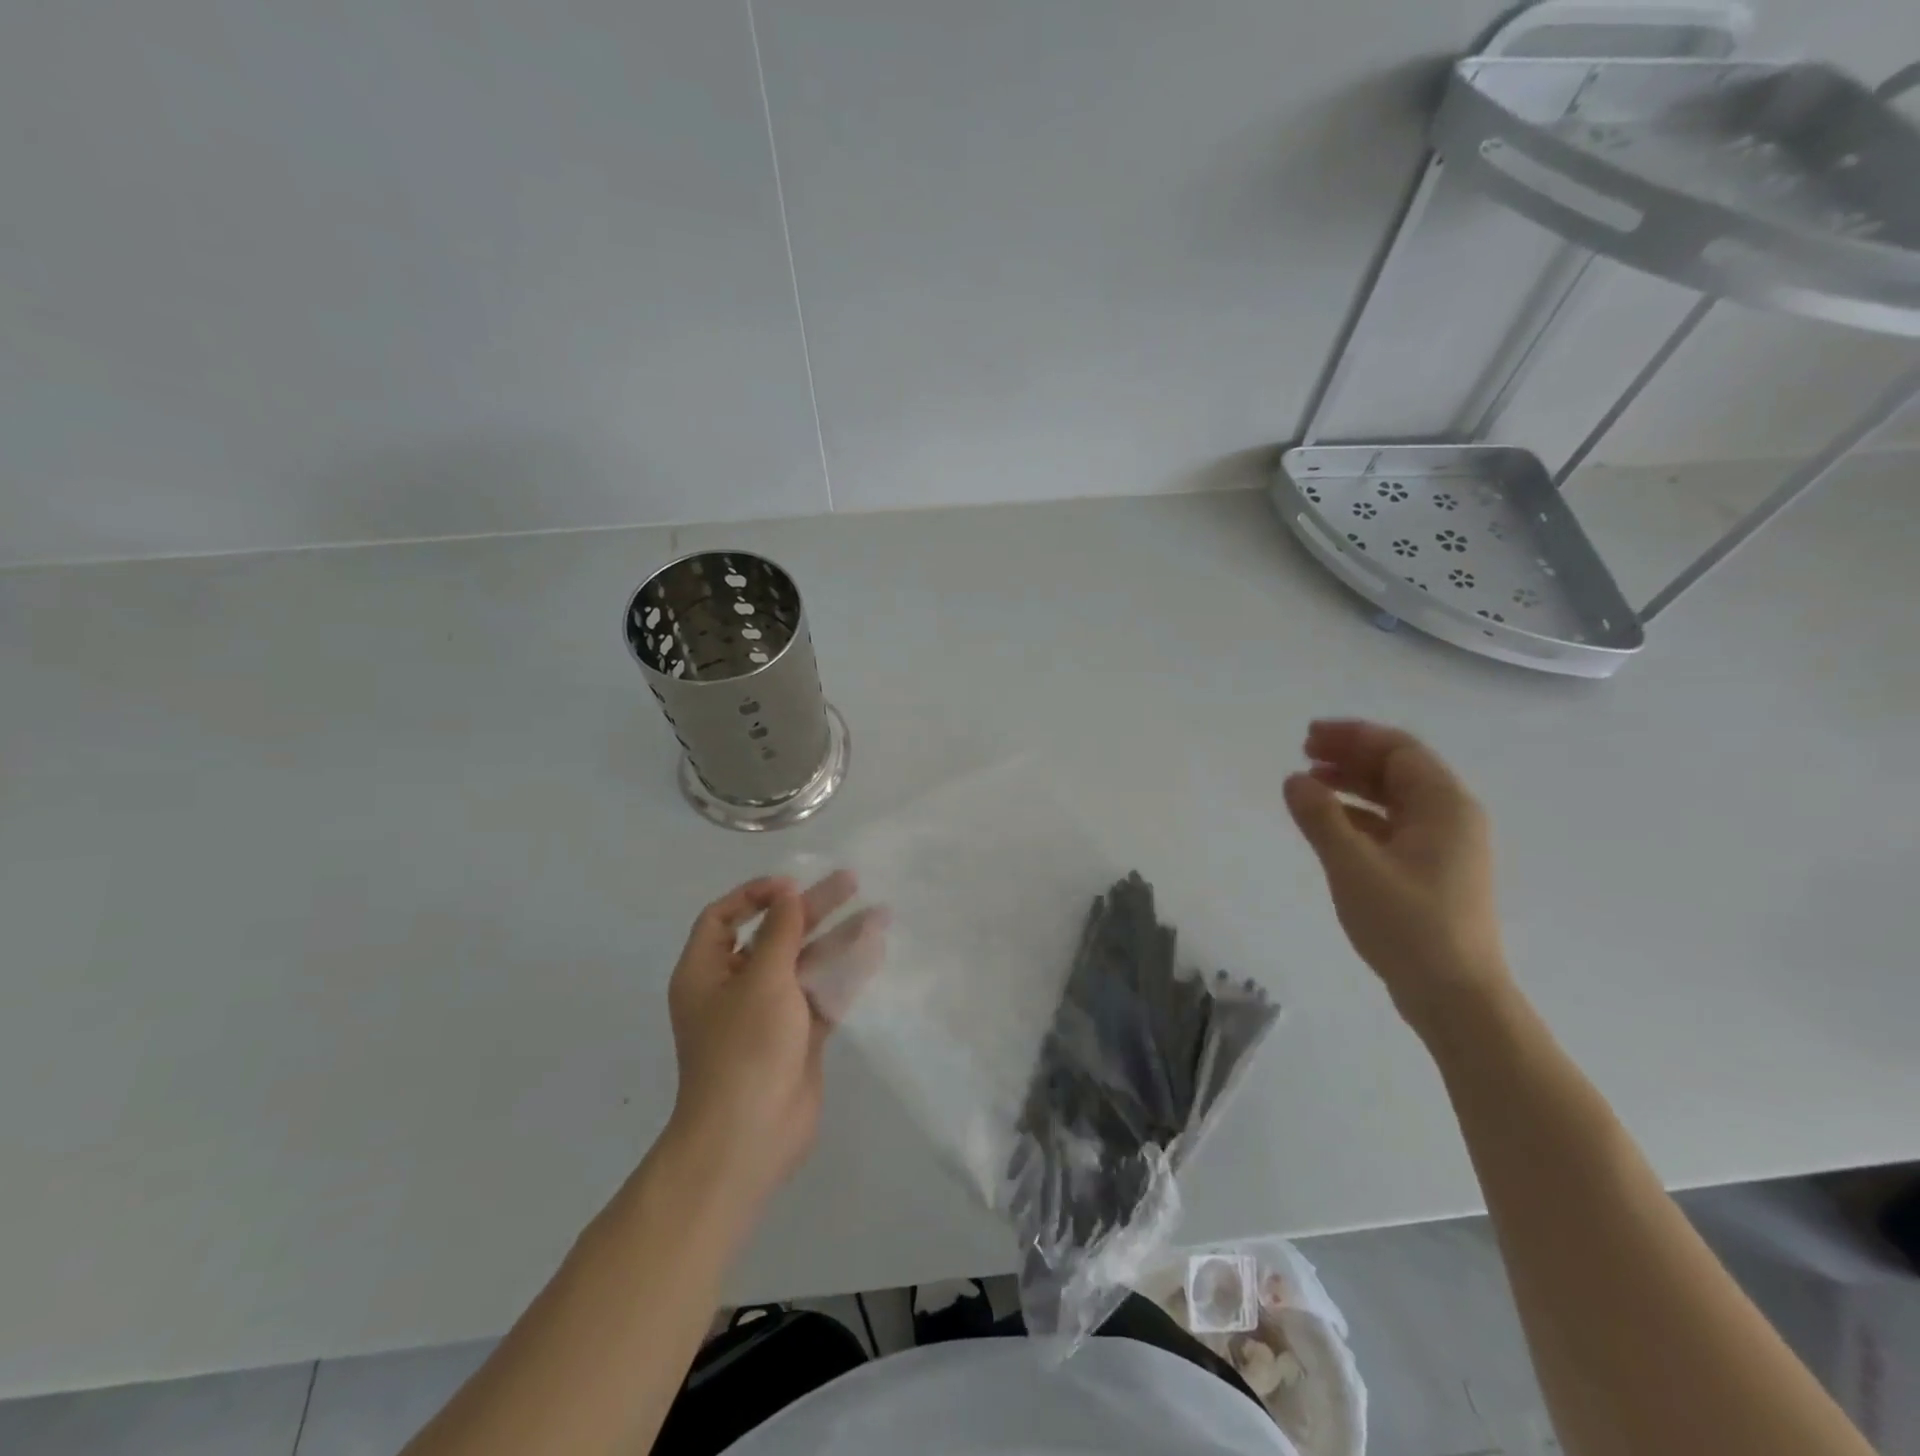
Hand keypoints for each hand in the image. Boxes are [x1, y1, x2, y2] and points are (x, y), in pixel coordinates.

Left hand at [662, 873, 883, 1210]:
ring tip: (879, 914)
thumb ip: (780, 933)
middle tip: (851, 882)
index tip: (792, 886)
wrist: (750, 1137)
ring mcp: (769, 1013)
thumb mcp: (762, 980)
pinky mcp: (798, 1035)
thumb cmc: (744, 1048)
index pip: (723, 918)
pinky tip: (875, 952)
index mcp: (705, 972)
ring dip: (837, 938)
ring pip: (804, 963)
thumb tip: (787, 894)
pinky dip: (845, 973)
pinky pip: (822, 993)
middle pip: (773, 935)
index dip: (755, 895)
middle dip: (810, 909)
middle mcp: (734, 987)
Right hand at [1283, 720, 1510, 1026]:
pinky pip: (1393, 826)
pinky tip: (1330, 822)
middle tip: (1304, 752)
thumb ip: (1321, 817)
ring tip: (1311, 782)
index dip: (1353, 736)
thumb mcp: (1353, 866)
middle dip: (1351, 756)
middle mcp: (1451, 818)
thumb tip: (1295, 780)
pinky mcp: (1432, 872)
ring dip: (1354, 784)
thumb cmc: (1408, 925)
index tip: (1308, 736)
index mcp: (1444, 806)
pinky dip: (1360, 815)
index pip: (1399, 750)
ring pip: (1395, 798)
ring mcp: (1444, 847)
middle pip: (1398, 770)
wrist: (1455, 995)